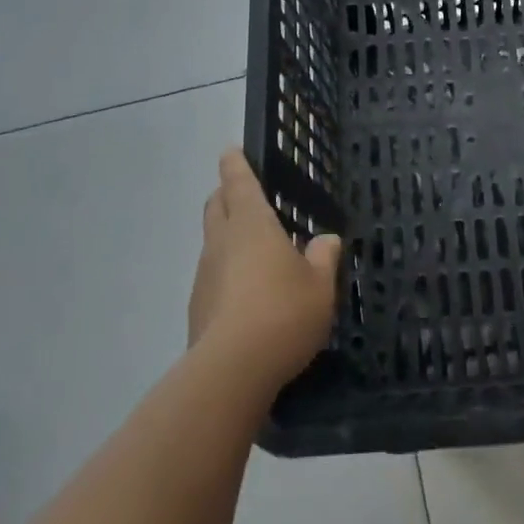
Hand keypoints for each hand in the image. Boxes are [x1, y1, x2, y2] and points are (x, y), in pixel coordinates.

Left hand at [188, 150, 343, 392]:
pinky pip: (212, 278)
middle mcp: (222, 242)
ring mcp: (204, 276)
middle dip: (225, 195)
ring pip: (212, 242)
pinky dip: (225, 274)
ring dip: (226, 237)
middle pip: (216, 207)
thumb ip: (323, 258)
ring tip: (253, 250)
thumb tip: (326, 240)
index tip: (230, 150)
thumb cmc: (283, 313)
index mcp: (252, 224)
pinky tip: (246, 295)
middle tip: (241, 194)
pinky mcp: (197, 310)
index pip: (239, 182)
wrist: (231, 372)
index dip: (235, 164)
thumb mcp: (320, 286)